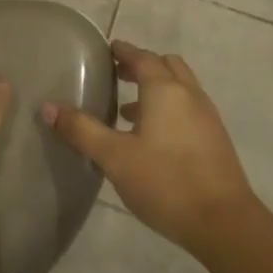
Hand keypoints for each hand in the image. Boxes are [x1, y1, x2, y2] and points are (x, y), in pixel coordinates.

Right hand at [41, 39, 263, 251]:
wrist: (224, 222)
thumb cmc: (165, 182)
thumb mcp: (114, 157)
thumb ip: (81, 130)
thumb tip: (48, 107)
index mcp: (165, 90)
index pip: (142, 57)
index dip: (123, 51)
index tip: (106, 50)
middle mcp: (189, 94)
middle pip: (166, 65)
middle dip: (142, 65)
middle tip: (117, 74)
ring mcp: (207, 116)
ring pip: (180, 87)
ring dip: (156, 88)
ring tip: (127, 109)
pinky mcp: (215, 138)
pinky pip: (188, 107)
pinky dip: (169, 107)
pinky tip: (152, 137)